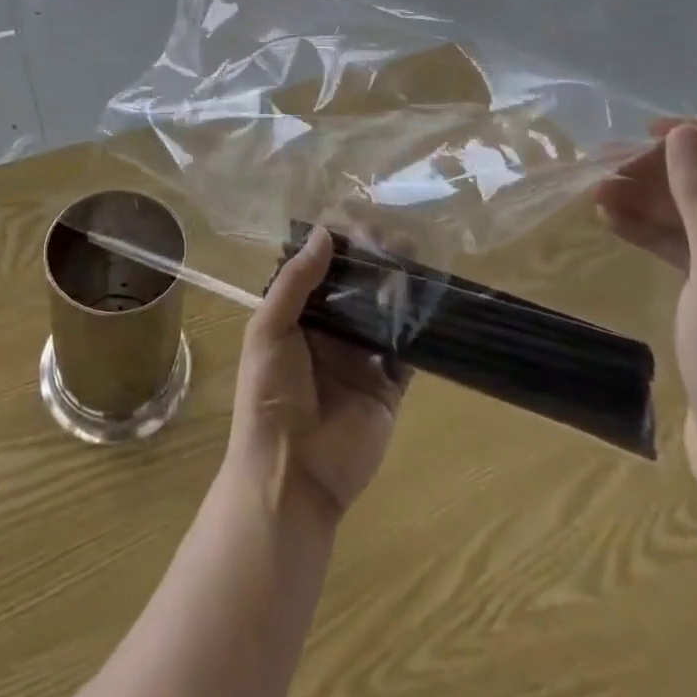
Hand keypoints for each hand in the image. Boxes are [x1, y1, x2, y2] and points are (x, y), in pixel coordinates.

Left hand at [227, 227, 407, 522]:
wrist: (291, 472)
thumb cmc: (268, 394)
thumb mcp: (269, 328)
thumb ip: (296, 282)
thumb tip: (324, 233)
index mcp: (297, 320)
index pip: (321, 274)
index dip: (338, 250)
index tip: (359, 224)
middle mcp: (331, 335)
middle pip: (356, 290)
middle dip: (373, 264)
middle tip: (394, 236)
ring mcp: (362, 361)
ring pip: (383, 314)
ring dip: (397, 287)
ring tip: (414, 256)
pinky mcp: (389, 387)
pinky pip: (405, 351)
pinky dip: (416, 327)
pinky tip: (427, 297)